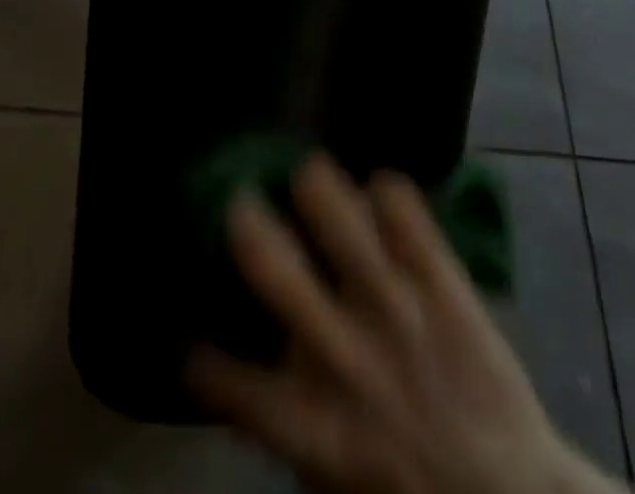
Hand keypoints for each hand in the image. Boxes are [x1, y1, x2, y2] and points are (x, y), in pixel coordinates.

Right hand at [189, 156, 624, 493]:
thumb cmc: (408, 489)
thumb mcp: (334, 480)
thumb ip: (287, 423)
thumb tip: (247, 370)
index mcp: (311, 426)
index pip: (235, 385)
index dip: (202, 359)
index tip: (189, 337)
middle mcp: (346, 359)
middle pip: (280, 277)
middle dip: (250, 229)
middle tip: (239, 201)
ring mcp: (398, 313)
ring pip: (346, 228)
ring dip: (320, 192)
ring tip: (309, 172)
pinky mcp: (444, 285)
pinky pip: (410, 217)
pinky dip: (391, 195)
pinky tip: (380, 190)